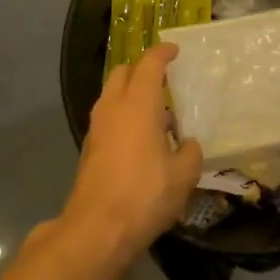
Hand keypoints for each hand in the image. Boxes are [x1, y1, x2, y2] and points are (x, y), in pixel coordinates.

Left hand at [61, 43, 202, 260]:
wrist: (97, 229)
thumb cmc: (145, 193)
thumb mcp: (183, 175)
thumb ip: (190, 152)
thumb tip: (187, 145)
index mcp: (138, 103)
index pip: (149, 64)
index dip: (162, 53)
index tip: (174, 50)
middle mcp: (113, 107)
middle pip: (123, 73)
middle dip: (141, 70)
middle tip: (163, 79)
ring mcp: (97, 128)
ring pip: (112, 96)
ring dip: (132, 96)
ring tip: (158, 115)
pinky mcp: (89, 149)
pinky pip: (109, 119)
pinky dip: (124, 117)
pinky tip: (142, 141)